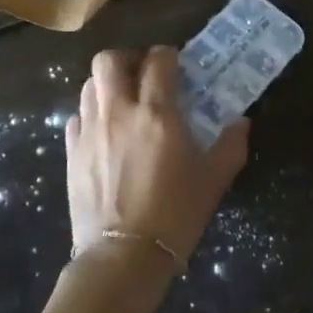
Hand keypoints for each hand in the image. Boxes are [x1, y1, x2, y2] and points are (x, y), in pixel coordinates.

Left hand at [66, 47, 249, 274]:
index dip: (168, 56)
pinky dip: (91, 114)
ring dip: (108, 84)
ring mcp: (89, 130)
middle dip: (128, 59)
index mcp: (157, 113)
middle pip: (109, 60)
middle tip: (144, 75)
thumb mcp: (214, 180)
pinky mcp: (71, 152)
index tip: (177, 66)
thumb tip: (241, 122)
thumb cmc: (175, 215)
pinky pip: (77, 116)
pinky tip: (105, 132)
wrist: (123, 257)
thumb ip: (231, 144)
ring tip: (124, 101)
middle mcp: (118, 111)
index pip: (158, 61)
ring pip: (89, 84)